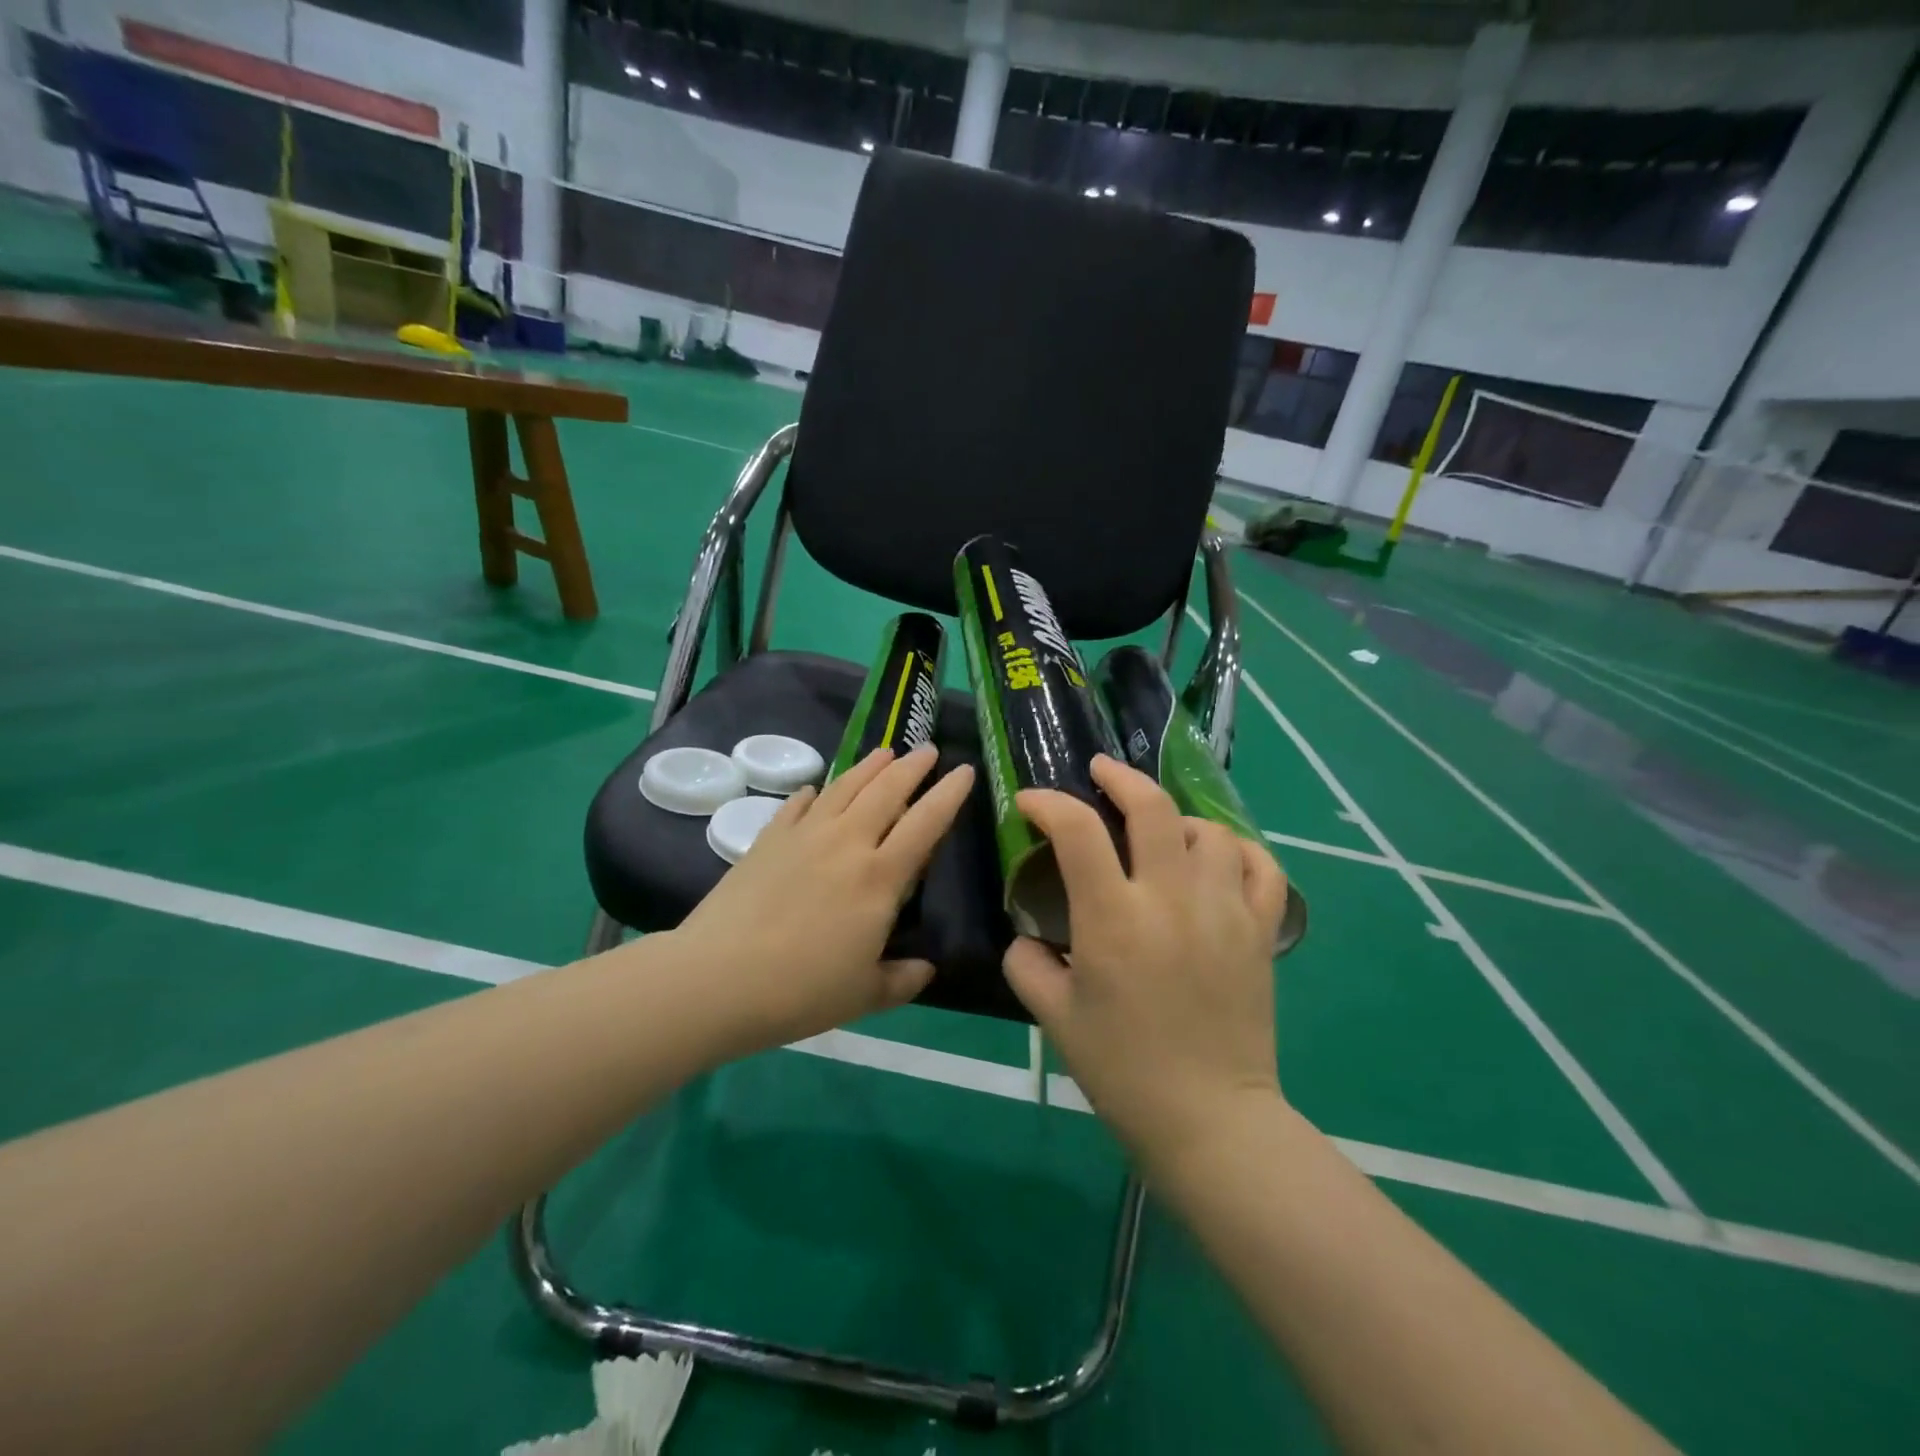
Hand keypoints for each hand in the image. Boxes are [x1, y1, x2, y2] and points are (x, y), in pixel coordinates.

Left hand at [677, 745, 973, 1055]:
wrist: (716, 979)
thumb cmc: (800, 990)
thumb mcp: (864, 995)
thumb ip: (902, 980)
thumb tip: (926, 969)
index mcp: (880, 878)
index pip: (925, 824)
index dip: (948, 794)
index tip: (965, 771)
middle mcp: (846, 843)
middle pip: (886, 792)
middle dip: (912, 767)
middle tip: (928, 750)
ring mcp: (804, 836)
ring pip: (844, 788)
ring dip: (869, 767)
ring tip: (884, 753)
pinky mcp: (768, 839)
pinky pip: (797, 805)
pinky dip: (813, 794)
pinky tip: (816, 789)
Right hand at [1002, 755, 1289, 1163]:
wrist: (1208, 1120)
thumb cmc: (1122, 1070)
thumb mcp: (1054, 1017)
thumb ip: (1026, 963)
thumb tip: (1028, 934)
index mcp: (1113, 919)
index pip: (1077, 830)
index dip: (1048, 803)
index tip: (1031, 802)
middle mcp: (1171, 900)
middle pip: (1153, 806)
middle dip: (1119, 777)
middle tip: (1100, 772)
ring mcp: (1225, 911)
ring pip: (1209, 830)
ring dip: (1177, 821)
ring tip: (1159, 834)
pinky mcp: (1261, 931)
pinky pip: (1262, 866)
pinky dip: (1239, 850)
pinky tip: (1218, 859)